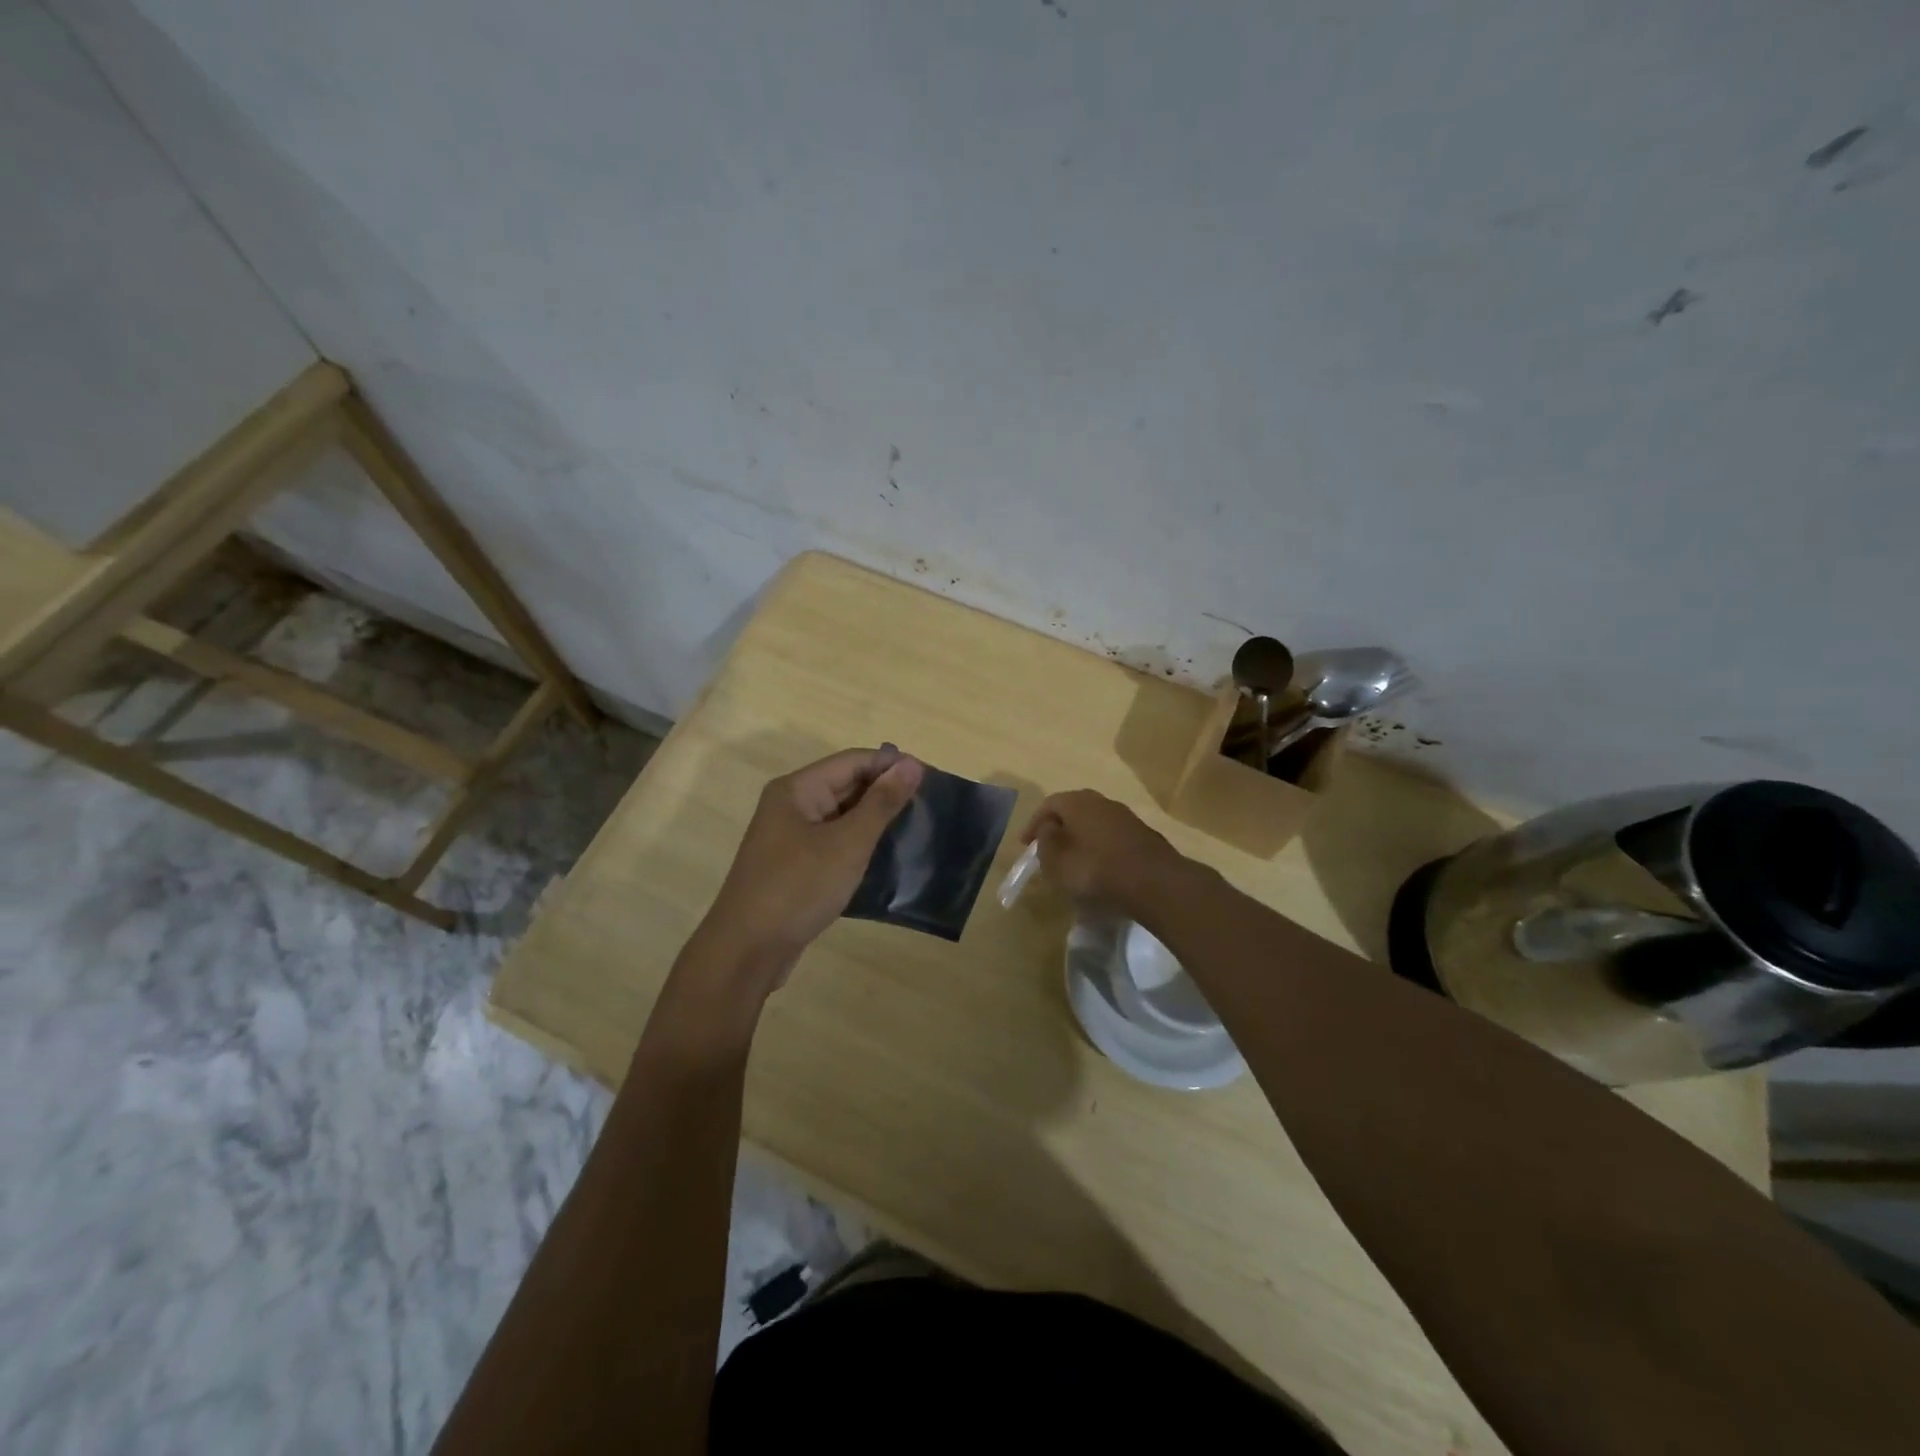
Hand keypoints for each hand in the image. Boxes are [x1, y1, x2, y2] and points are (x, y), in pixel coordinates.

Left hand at [701, 746, 924, 982]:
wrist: (747, 951)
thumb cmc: (798, 888)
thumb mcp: (847, 843)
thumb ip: (881, 803)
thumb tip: (912, 764)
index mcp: (797, 789)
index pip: (853, 761)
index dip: (891, 765)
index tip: (931, 778)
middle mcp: (790, 805)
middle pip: (845, 785)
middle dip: (884, 792)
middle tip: (929, 806)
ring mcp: (790, 837)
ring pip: (841, 816)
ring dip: (874, 819)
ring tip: (915, 828)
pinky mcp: (794, 865)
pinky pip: (833, 842)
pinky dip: (858, 844)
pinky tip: (886, 856)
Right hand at [1020, 789, 1184, 914]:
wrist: (1154, 883)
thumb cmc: (1095, 869)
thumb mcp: (1056, 860)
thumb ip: (1045, 840)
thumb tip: (1048, 828)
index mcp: (1078, 802)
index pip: (1048, 804)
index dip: (1033, 824)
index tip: (1025, 844)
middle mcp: (1102, 802)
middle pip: (1074, 810)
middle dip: (1059, 828)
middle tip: (1048, 848)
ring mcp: (1127, 817)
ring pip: (1095, 823)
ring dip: (1081, 839)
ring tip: (1073, 861)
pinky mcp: (1144, 836)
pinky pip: (1113, 838)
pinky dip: (1101, 849)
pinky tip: (1100, 869)